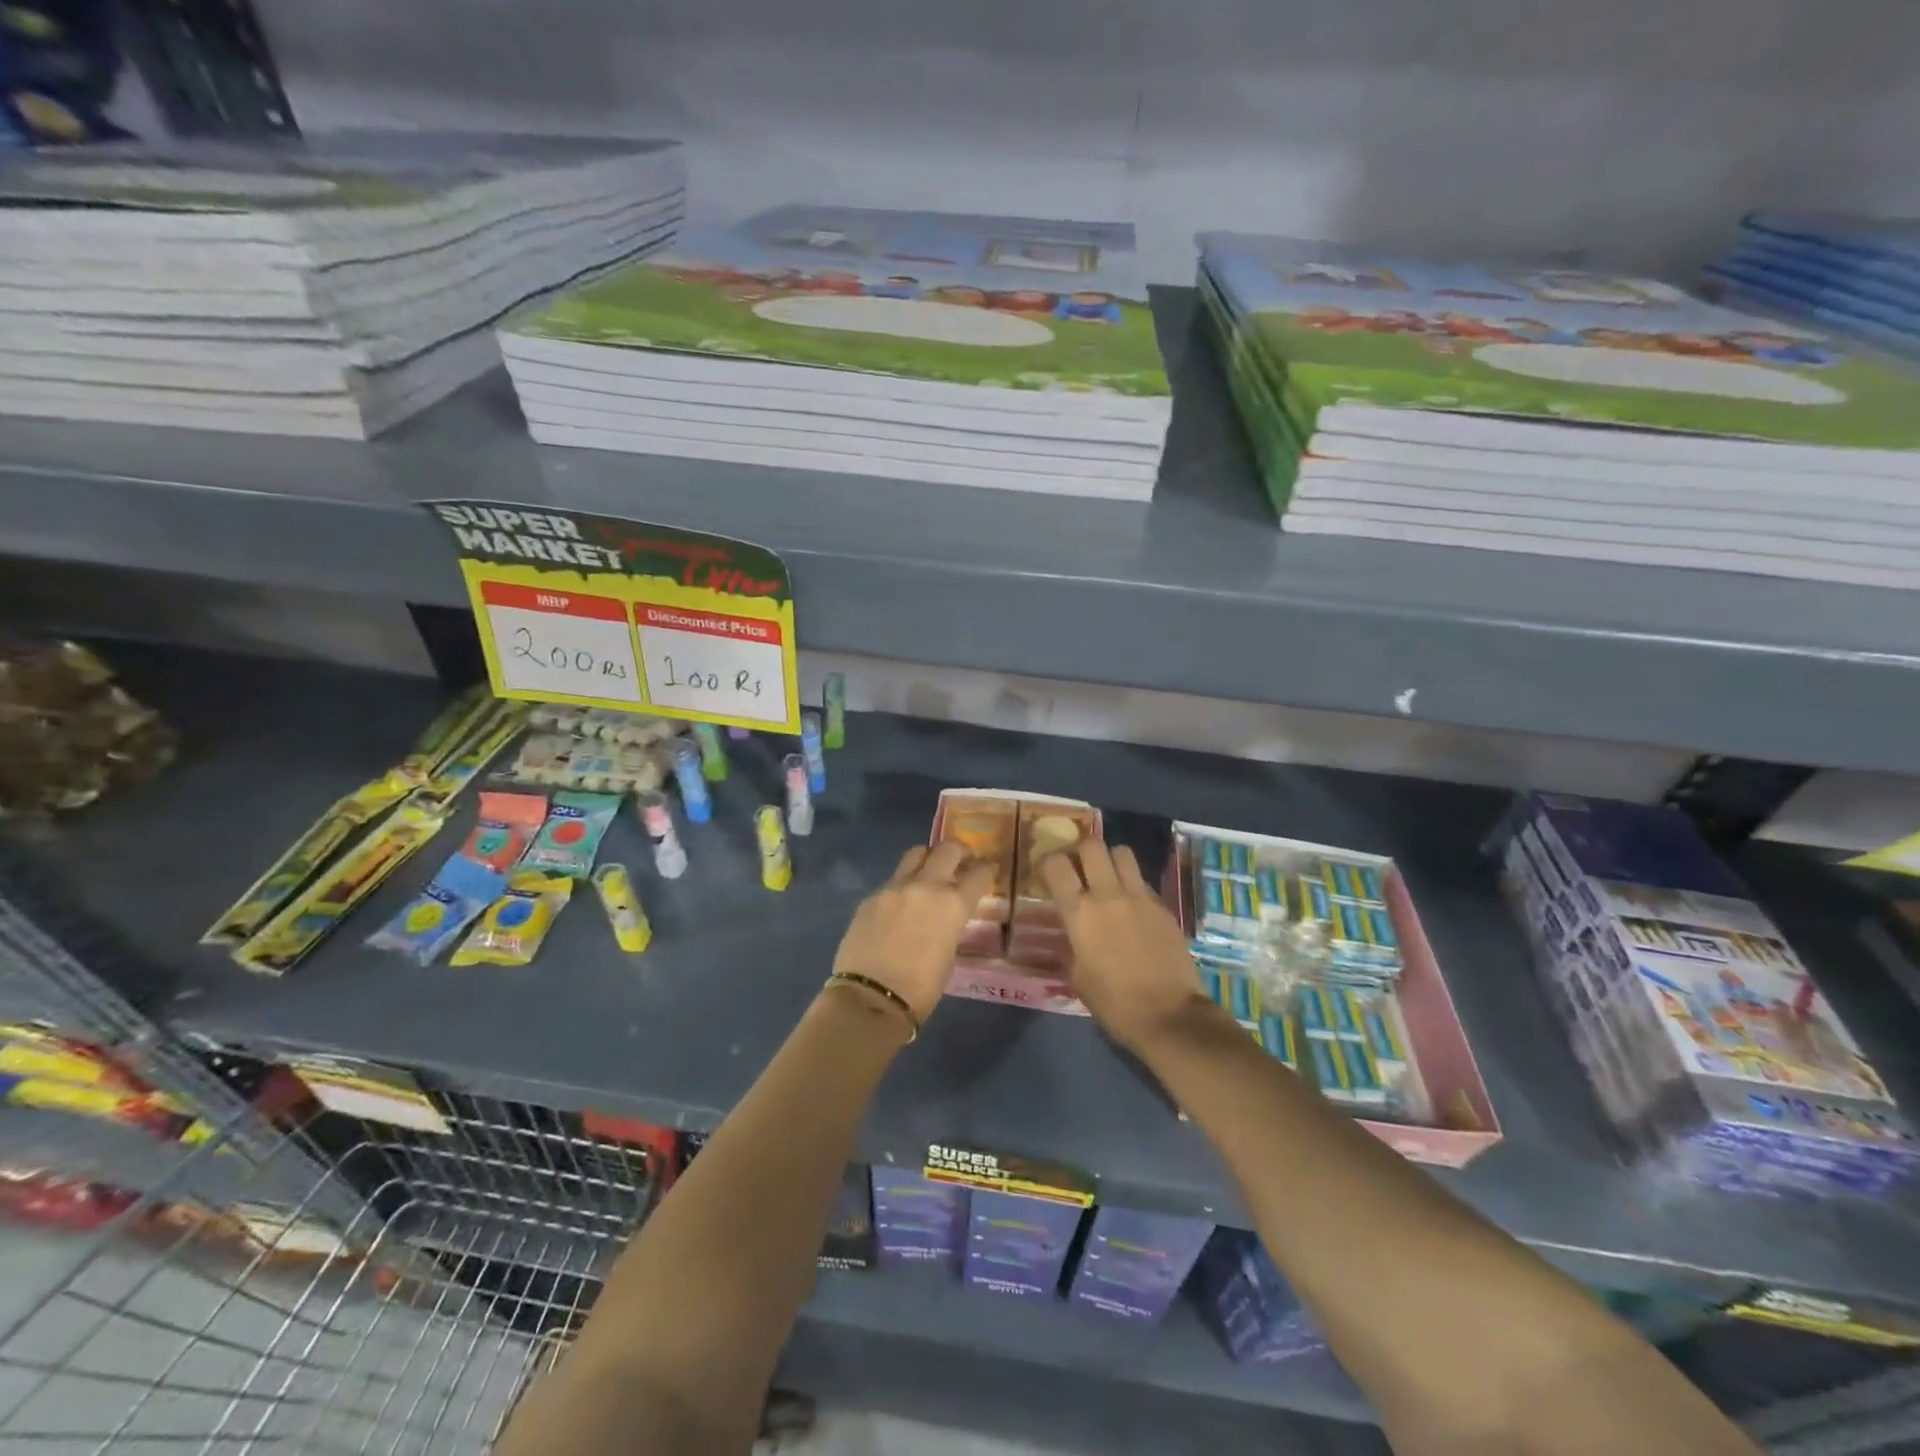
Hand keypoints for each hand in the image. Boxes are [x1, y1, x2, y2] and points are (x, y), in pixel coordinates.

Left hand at [832, 841, 993, 1022]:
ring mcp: (894, 887)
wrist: (870, 999)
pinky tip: (900, 906)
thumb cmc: (920, 989)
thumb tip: (945, 916)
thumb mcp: (949, 955)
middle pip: (948, 849)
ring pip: (916, 854)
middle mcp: (925, 886)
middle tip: (962, 862)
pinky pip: (892, 881)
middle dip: (960, 852)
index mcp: (953, 904)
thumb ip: (950, 925)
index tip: (987, 872)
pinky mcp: (871, 896)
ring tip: (929, 875)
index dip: (987, 871)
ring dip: (928, 859)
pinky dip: (902, 886)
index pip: (980, 873)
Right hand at [1040, 842, 1205, 1053]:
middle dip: (1081, 851)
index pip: (1056, 865)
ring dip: (1111, 860)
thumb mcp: (1078, 978)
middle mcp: (1109, 895)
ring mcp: (1140, 897)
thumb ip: (1069, 946)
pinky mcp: (1164, 906)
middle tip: (1078, 868)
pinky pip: (1143, 881)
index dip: (1047, 862)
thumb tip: (1068, 934)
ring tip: (1107, 878)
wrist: (1170, 1016)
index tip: (1046, 872)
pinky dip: (1133, 885)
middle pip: (1092, 846)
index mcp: (1080, 913)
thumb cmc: (1115, 1003)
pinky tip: (1132, 907)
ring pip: (1122, 853)